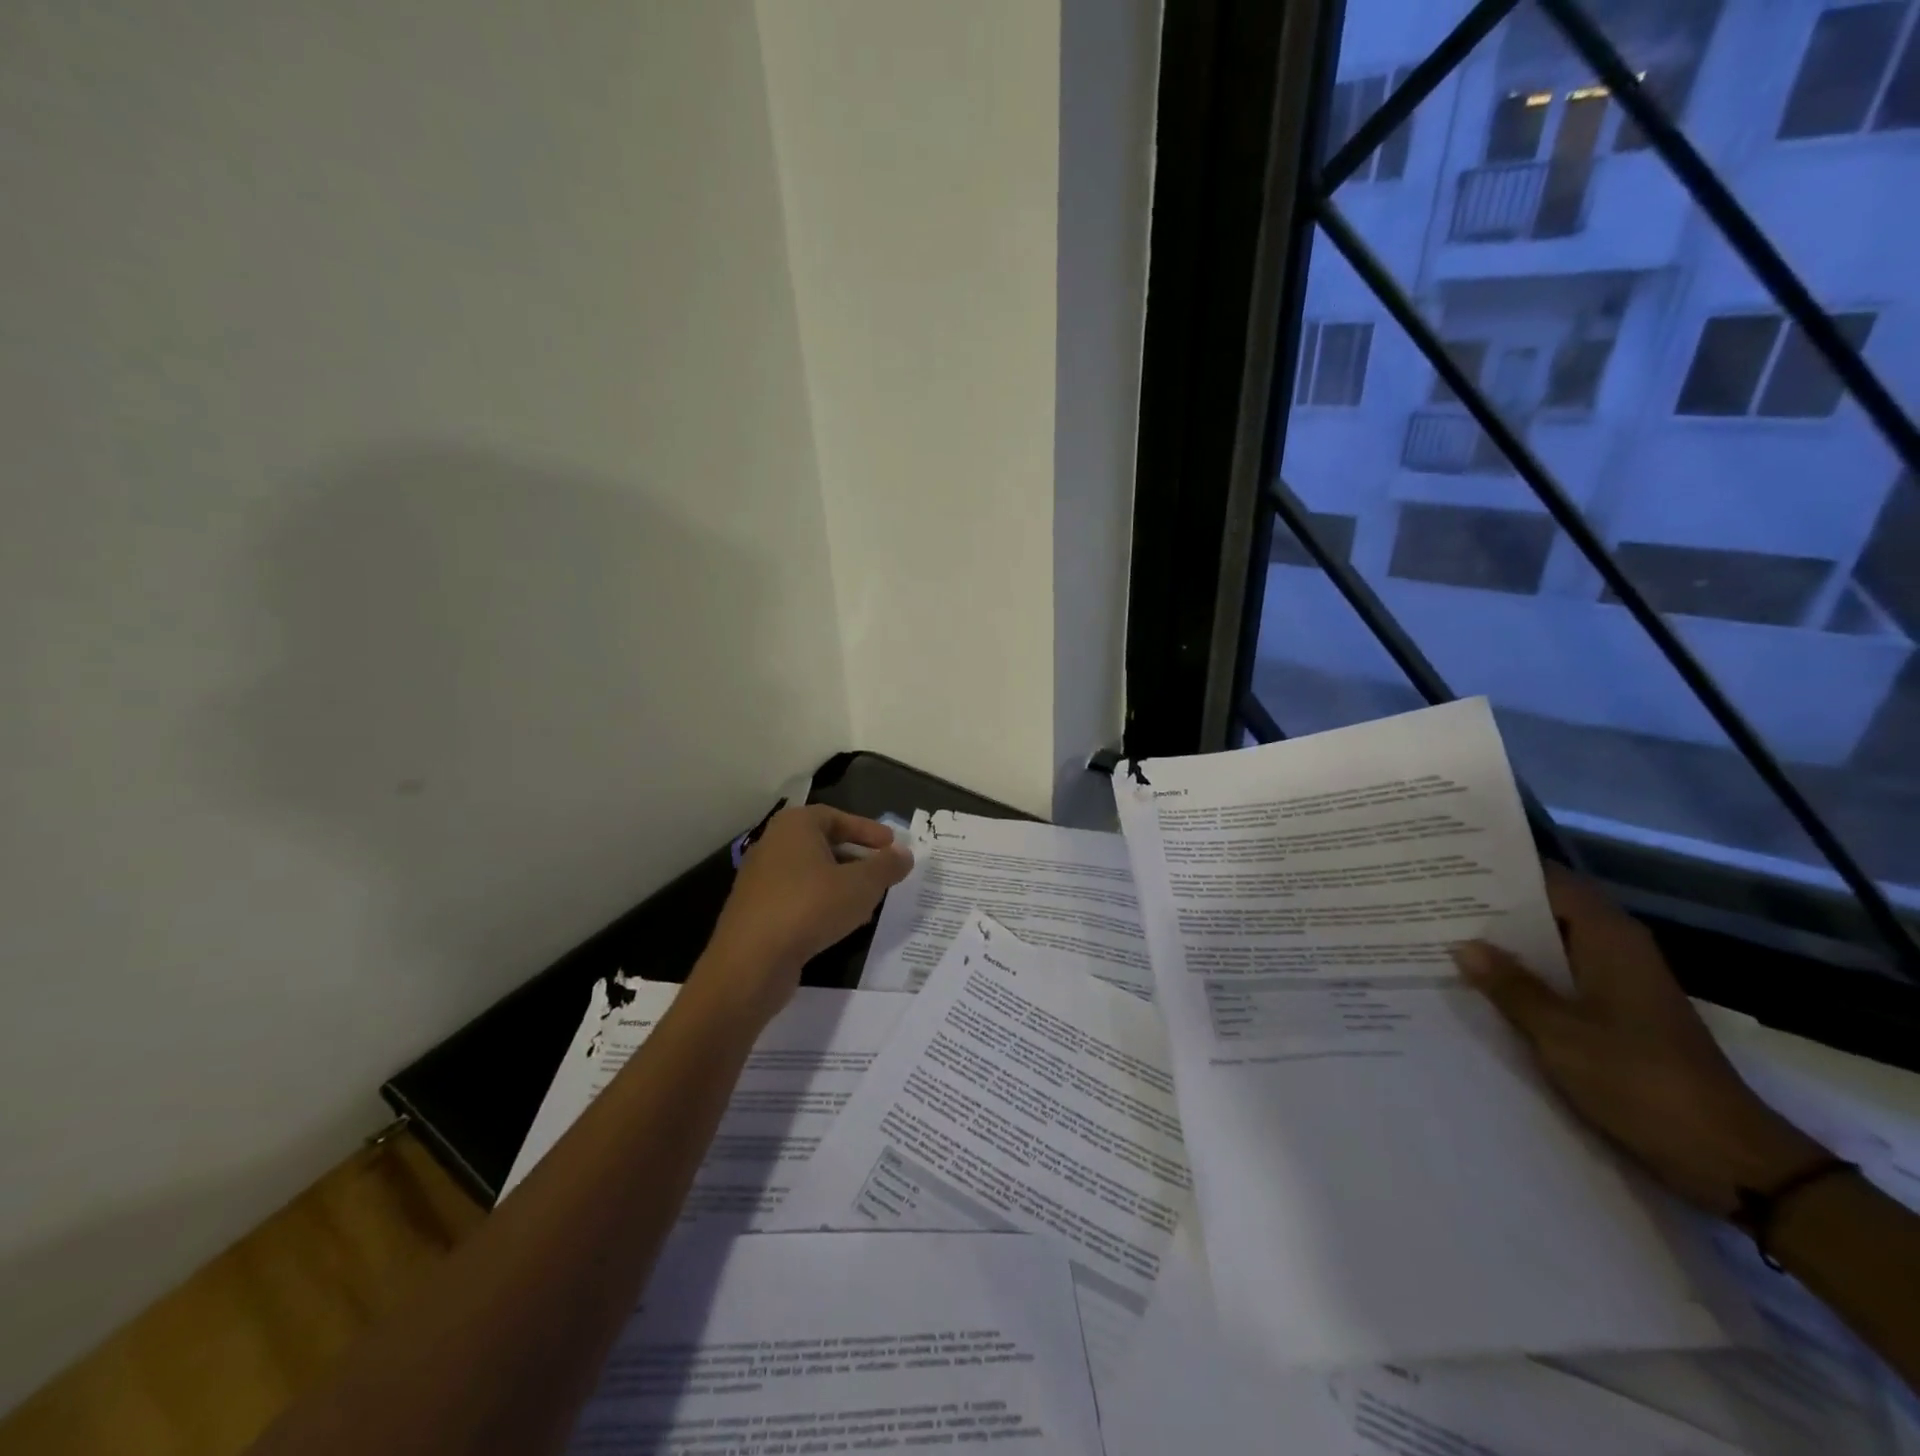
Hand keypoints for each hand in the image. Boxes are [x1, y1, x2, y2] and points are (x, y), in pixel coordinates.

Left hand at [693, 805, 912, 1025]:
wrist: (751, 962)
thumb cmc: (810, 907)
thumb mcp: (861, 885)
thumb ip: (887, 866)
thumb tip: (904, 853)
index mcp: (794, 826)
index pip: (836, 817)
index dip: (867, 830)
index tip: (891, 846)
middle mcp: (773, 845)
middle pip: (823, 844)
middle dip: (857, 858)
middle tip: (882, 873)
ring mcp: (761, 879)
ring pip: (811, 873)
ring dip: (841, 884)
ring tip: (868, 902)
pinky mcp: (756, 910)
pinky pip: (797, 897)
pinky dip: (822, 903)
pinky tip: (841, 924)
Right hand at [1453, 864, 1827, 1217]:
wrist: (1726, 1160)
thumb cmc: (1641, 1081)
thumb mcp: (1561, 1033)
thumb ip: (1510, 986)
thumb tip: (1462, 945)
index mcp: (1610, 940)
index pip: (1551, 882)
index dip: (1502, 869)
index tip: (1449, 861)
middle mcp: (1615, 952)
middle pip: (1547, 912)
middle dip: (1492, 907)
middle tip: (1429, 898)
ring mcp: (1617, 987)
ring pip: (1548, 948)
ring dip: (1504, 945)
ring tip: (1439, 935)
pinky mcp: (1614, 1018)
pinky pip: (1556, 981)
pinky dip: (1521, 977)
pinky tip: (1477, 985)